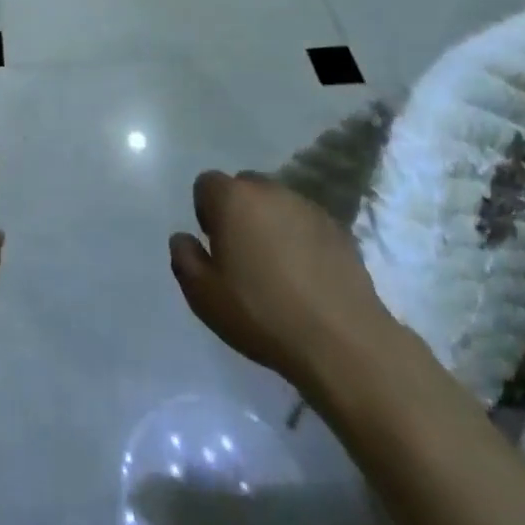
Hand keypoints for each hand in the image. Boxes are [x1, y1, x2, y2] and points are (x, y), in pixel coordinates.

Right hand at [170, 170, 398, 387]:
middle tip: (243, 256)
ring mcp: (307, 206)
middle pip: (244, 188)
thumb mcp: (204, 295)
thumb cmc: (262, 314)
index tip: (215, 246)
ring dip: (271, 223)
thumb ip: (184, 258)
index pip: (206, 183)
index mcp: (233, 199)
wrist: (341, 341)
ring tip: (278, 268)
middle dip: (239, 212)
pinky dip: (301, 238)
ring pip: (277, 204)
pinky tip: (307, 277)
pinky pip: (307, 223)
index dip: (205, 211)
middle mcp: (269, 190)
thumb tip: (183, 238)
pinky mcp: (338, 228)